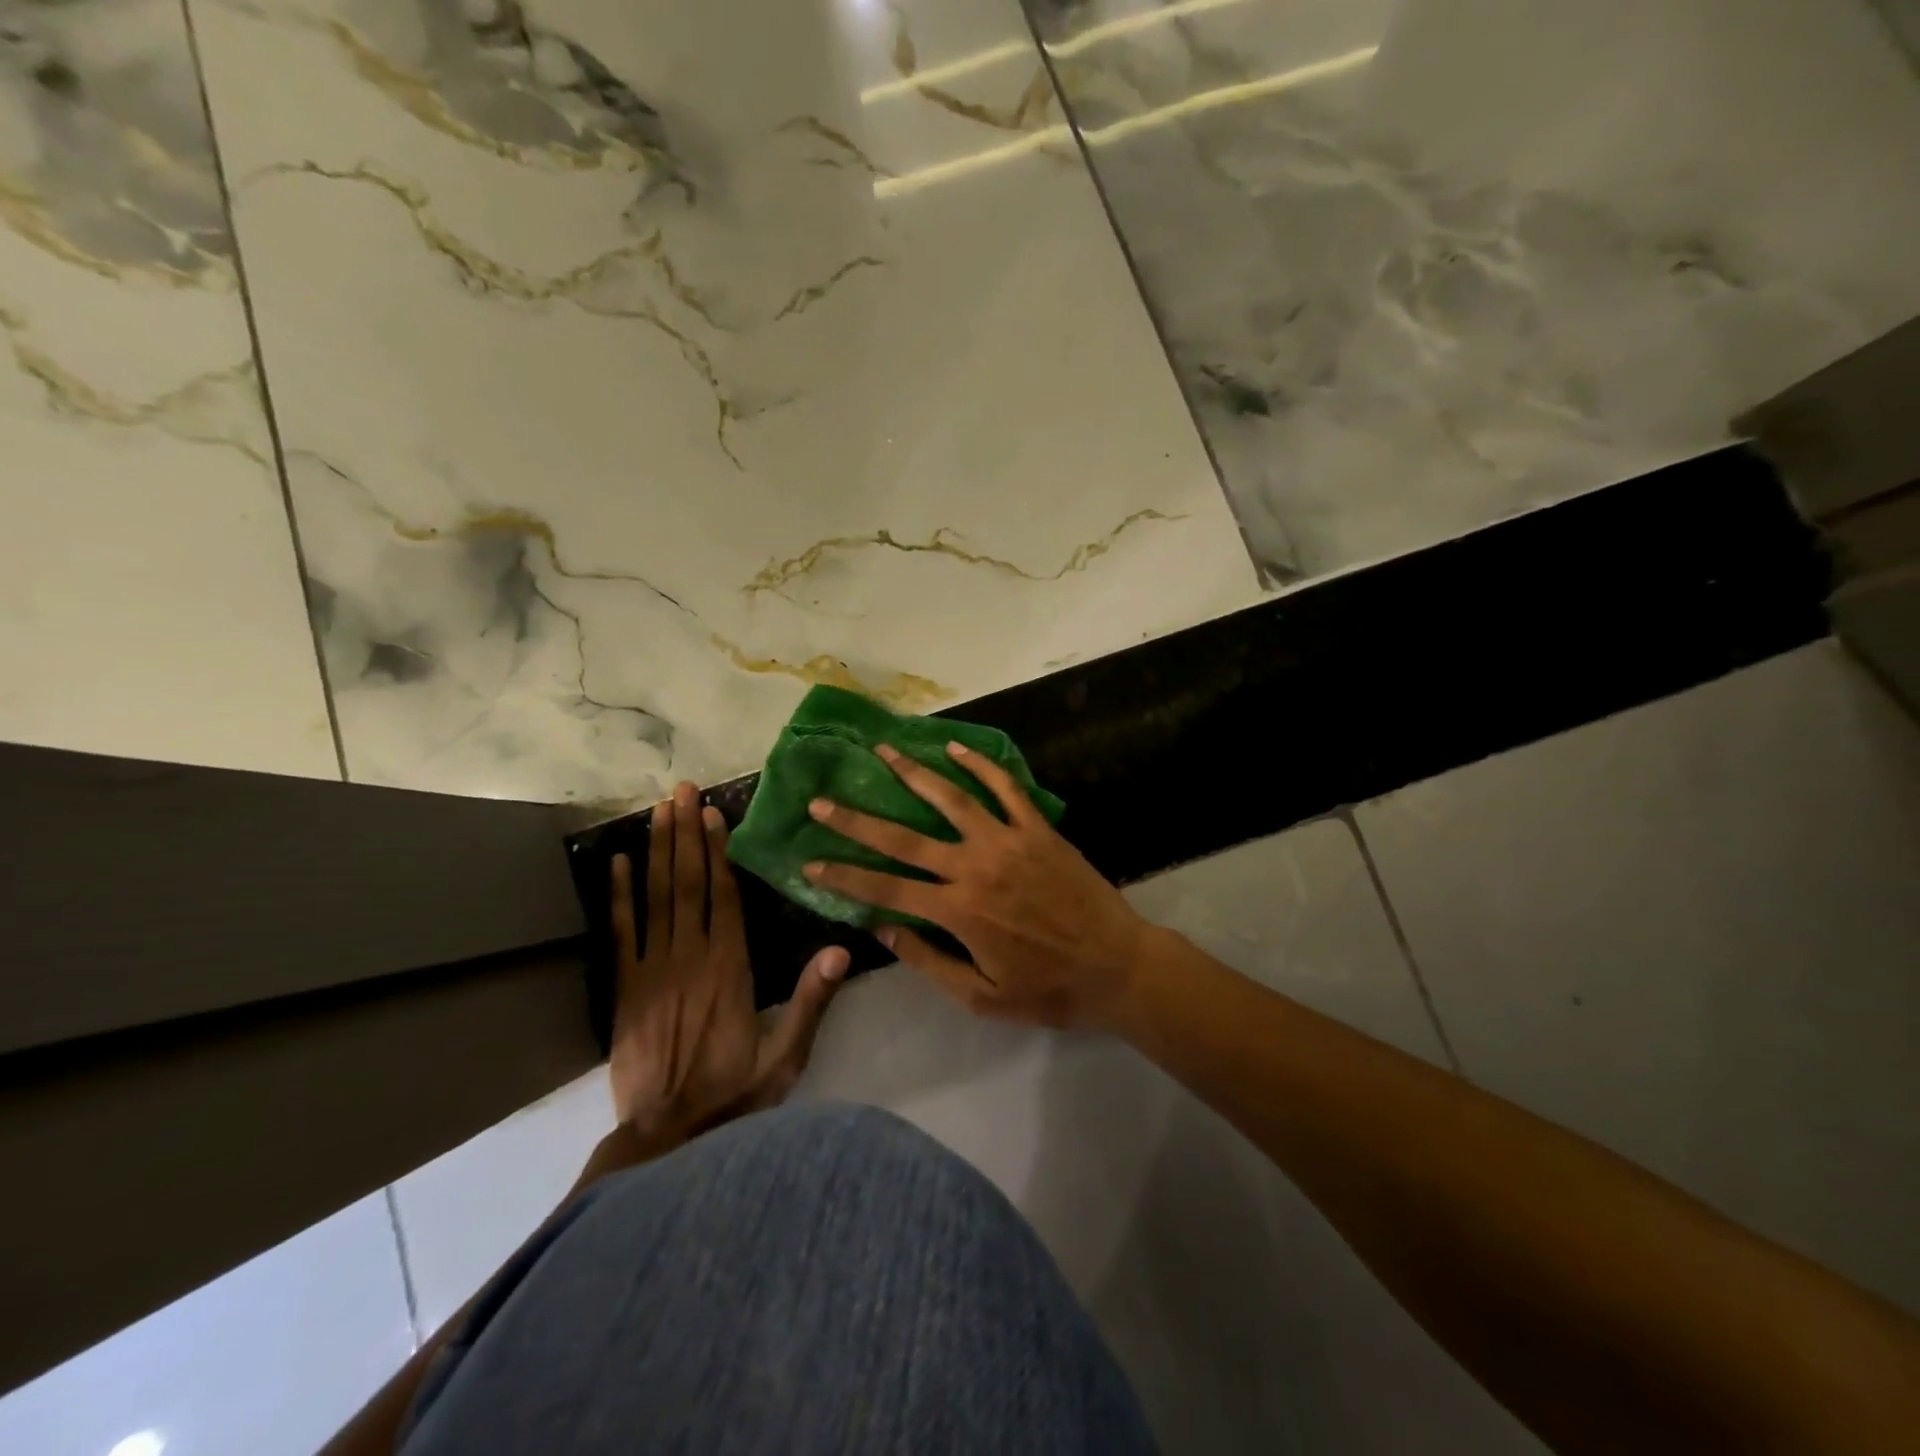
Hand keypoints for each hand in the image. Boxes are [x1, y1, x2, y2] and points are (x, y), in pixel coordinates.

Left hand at [609, 782, 849, 1140]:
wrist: (664, 1142)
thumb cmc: (733, 1097)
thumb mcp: (786, 1058)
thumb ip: (811, 1002)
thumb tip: (841, 949)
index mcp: (730, 969)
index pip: (725, 897)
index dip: (719, 852)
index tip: (715, 813)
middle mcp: (690, 958)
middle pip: (687, 884)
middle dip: (686, 833)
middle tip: (683, 790)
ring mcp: (652, 971)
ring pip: (655, 898)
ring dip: (656, 851)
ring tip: (658, 809)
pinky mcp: (624, 990)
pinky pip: (621, 933)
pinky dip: (619, 895)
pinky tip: (616, 863)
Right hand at [802, 743, 1158, 1030]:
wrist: (1117, 966)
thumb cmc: (1048, 990)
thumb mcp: (981, 996)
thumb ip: (928, 962)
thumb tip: (882, 929)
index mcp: (957, 911)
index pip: (885, 888)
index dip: (844, 876)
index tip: (809, 863)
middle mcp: (974, 866)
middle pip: (904, 839)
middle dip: (857, 819)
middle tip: (821, 800)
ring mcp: (1008, 841)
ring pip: (951, 799)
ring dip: (913, 773)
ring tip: (883, 751)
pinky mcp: (1037, 829)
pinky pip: (1005, 788)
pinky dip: (979, 765)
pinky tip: (955, 747)